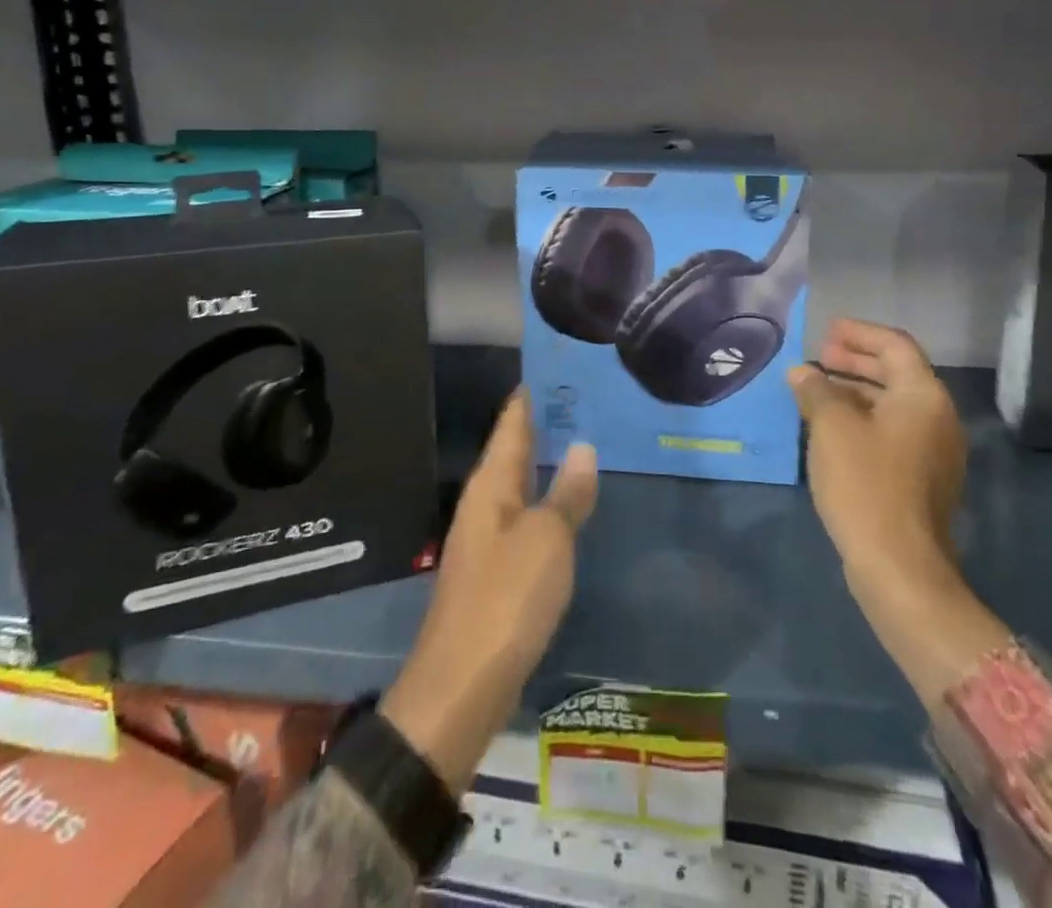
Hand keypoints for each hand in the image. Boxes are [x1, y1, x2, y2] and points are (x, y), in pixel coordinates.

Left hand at [380, 391, 597, 795]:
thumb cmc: (506, 598)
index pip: (512, 422)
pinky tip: (573, 503)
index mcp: (490, 484)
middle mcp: (485, 502)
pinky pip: (527, 517)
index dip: (532, 395)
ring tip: (588, 440)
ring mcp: (489, 537)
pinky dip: (549, 500)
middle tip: (588, 399)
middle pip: (515, 450)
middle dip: (546, 425)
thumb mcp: (547, 540)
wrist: (464, 684)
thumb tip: (584, 447)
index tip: (560, 367)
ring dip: (549, 462)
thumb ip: (567, 493)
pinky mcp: (498, 570)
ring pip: (522, 484)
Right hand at [789, 319, 1007, 704]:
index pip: (895, 345)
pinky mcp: (921, 479)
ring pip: (892, 405)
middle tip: (819, 356)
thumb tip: (802, 373)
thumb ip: (816, 390)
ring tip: (816, 390)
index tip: (827, 331)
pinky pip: (892, 431)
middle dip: (856, 361)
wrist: (899, 565)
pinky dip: (862, 418)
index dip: (860, 333)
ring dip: (855, 391)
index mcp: (923, 396)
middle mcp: (937, 418)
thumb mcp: (831, 427)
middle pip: (897, 373)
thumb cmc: (866, 482)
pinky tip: (830, 428)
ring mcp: (932, 451)